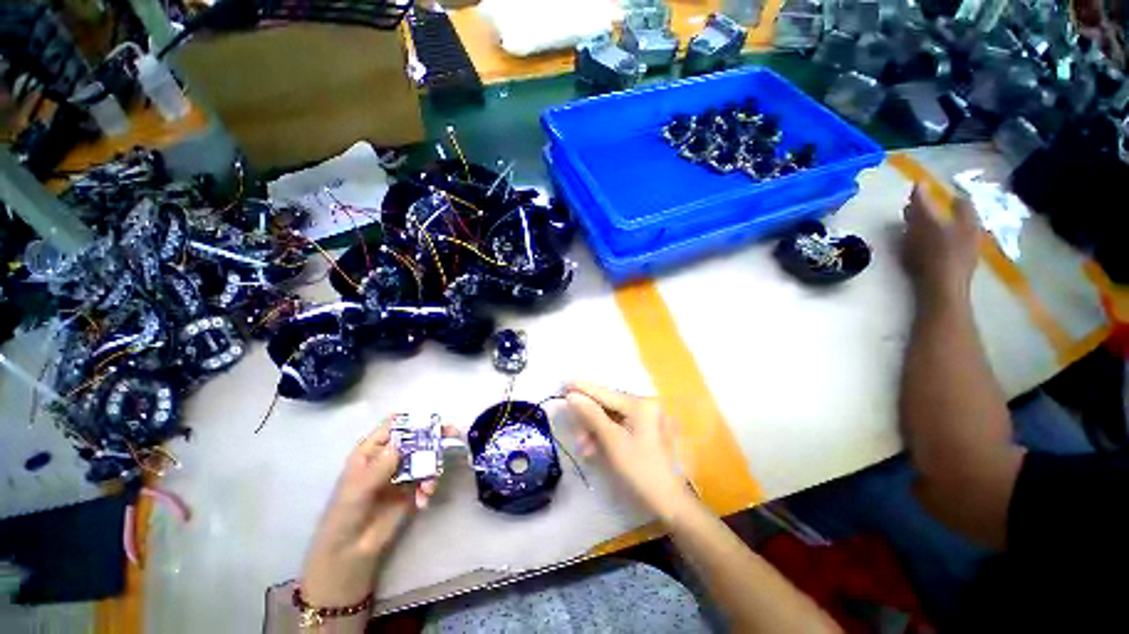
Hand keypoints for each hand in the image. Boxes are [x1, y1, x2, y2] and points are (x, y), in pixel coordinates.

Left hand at [301, 417, 457, 605]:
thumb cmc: (346, 514)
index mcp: (372, 450)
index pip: (394, 425)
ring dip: (433, 468)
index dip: (413, 420)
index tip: (432, 422)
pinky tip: (424, 500)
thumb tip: (402, 441)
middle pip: (416, 437)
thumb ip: (381, 464)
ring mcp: (403, 472)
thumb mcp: (359, 487)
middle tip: (452, 434)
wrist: (351, 551)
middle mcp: (390, 456)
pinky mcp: (413, 488)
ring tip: (429, 487)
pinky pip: (429, 478)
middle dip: (435, 436)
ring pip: (426, 457)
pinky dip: (430, 486)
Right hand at [564, 382, 693, 522]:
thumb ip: (592, 415)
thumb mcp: (612, 441)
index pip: (606, 393)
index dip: (583, 389)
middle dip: (589, 420)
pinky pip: (622, 426)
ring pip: (613, 417)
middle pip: (609, 406)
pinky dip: (608, 435)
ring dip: (596, 431)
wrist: (670, 503)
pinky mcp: (648, 430)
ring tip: (586, 449)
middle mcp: (647, 405)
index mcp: (642, 404)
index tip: (564, 383)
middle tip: (576, 436)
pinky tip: (597, 448)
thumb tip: (573, 396)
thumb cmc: (640, 471)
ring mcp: (649, 418)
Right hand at [901, 184, 978, 305]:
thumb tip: (919, 183)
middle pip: (956, 219)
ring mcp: (966, 252)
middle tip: (917, 213)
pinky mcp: (958, 268)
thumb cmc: (935, 254)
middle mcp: (971, 234)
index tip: (928, 195)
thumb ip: (922, 204)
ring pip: (952, 235)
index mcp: (967, 221)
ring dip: (936, 230)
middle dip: (938, 214)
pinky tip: (923, 250)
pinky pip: (948, 249)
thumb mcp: (925, 225)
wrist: (943, 290)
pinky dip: (936, 245)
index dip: (946, 196)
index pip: (960, 202)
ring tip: (916, 232)